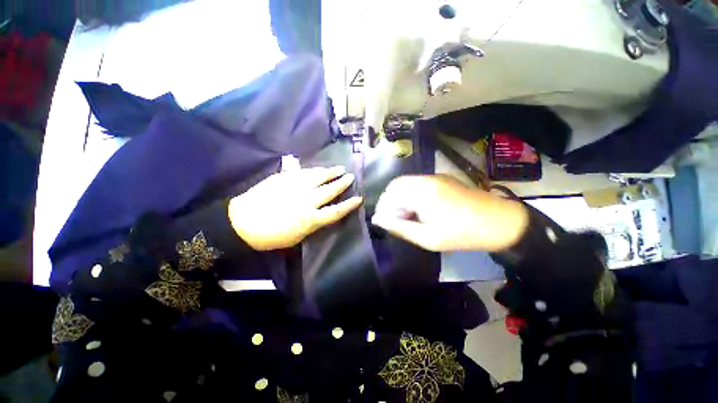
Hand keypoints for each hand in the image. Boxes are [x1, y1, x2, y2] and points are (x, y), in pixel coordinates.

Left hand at [228, 166, 362, 250]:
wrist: (243, 222)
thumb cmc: (271, 236)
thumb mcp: (297, 236)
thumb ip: (313, 222)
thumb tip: (321, 213)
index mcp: (310, 219)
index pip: (336, 211)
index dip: (349, 205)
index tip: (359, 198)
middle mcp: (307, 201)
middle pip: (329, 191)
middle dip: (342, 184)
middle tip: (351, 177)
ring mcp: (295, 188)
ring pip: (318, 178)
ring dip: (330, 173)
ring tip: (339, 168)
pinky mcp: (284, 179)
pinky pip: (303, 173)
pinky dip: (313, 171)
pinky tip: (319, 169)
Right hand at [371, 175, 527, 251]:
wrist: (500, 222)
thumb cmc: (462, 234)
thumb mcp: (427, 237)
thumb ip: (399, 227)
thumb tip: (377, 220)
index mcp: (421, 192)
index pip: (389, 193)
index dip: (383, 207)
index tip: (384, 221)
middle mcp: (426, 179)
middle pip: (396, 185)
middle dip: (391, 201)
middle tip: (397, 219)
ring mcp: (435, 176)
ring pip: (407, 183)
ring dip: (402, 197)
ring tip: (409, 216)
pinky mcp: (443, 178)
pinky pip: (418, 183)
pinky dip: (412, 194)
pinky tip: (420, 208)